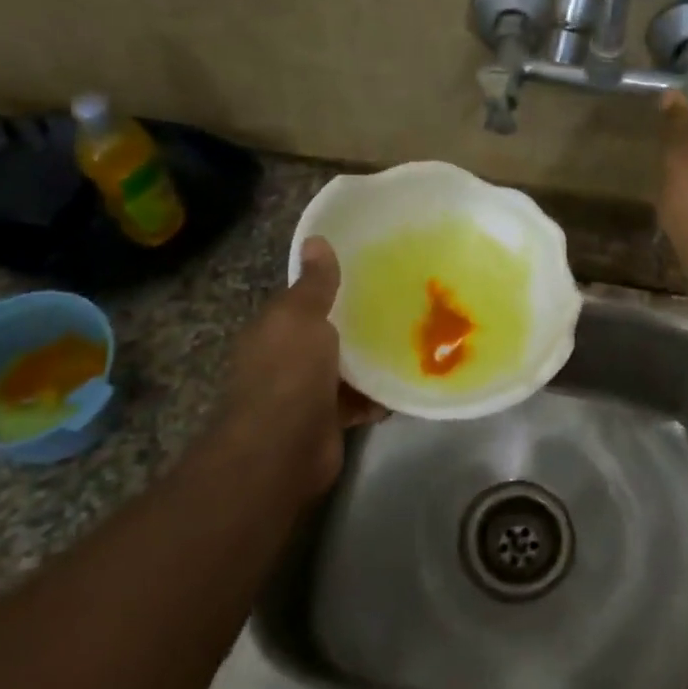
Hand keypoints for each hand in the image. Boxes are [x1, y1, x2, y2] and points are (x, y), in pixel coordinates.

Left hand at [213, 237, 383, 497]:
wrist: (283, 449)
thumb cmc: (289, 373)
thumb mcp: (301, 317)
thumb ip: (315, 284)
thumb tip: (315, 239)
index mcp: (274, 329)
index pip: (303, 301)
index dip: (331, 287)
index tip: (369, 273)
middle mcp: (286, 359)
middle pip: (327, 335)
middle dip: (358, 324)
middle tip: (402, 306)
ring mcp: (307, 393)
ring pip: (346, 368)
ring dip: (372, 361)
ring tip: (413, 341)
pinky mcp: (329, 421)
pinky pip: (359, 401)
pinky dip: (379, 396)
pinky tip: (407, 382)